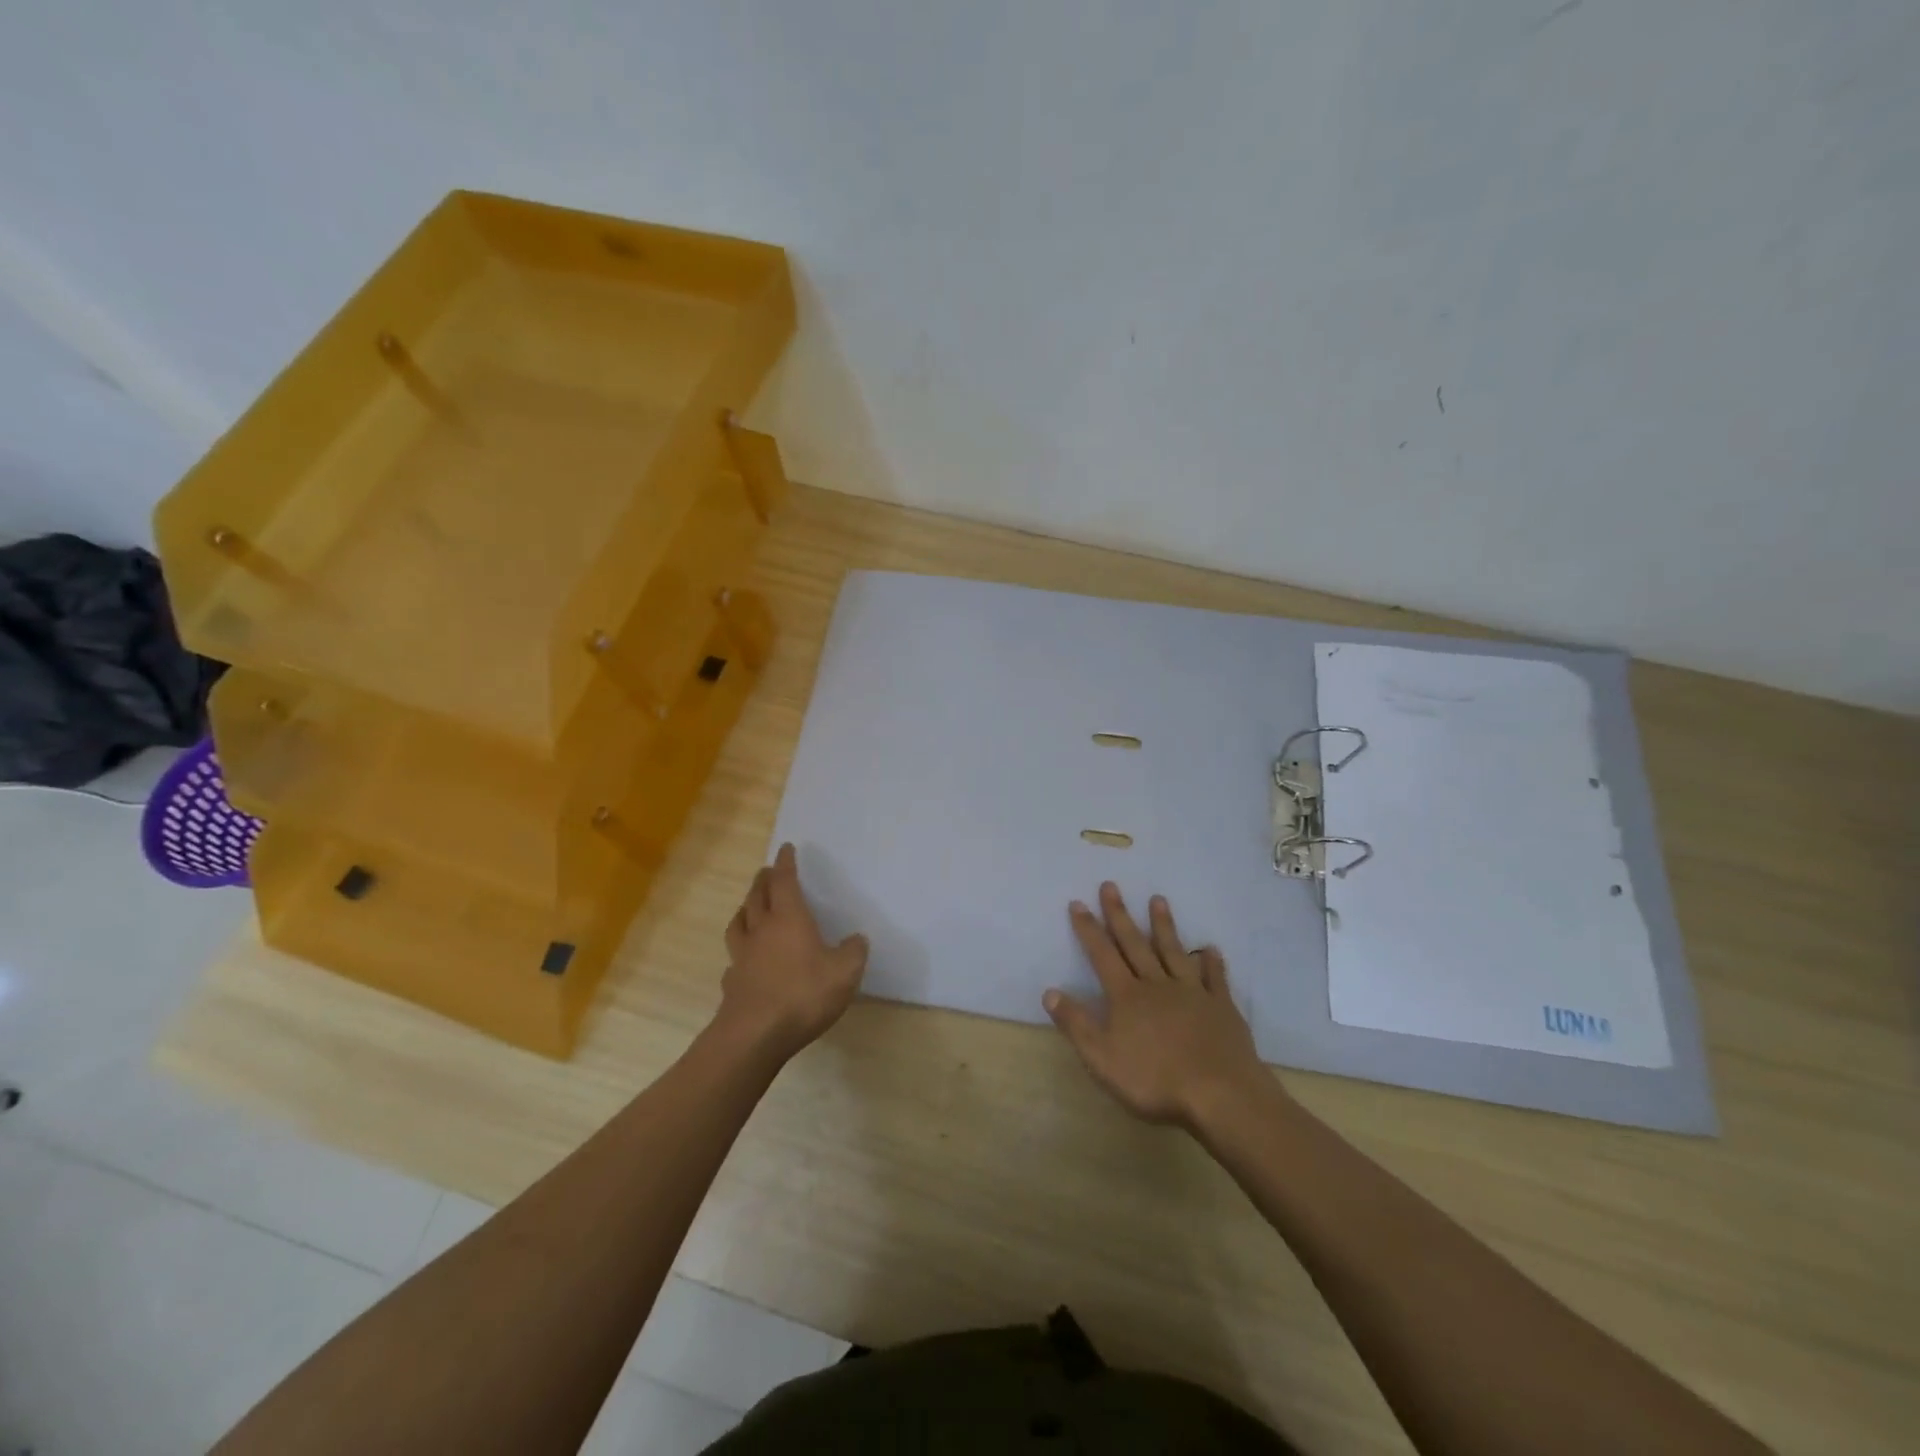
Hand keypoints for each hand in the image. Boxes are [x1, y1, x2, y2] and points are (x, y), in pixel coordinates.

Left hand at [718, 843, 868, 1060]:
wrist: (754, 1035)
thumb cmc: (803, 994)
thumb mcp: (845, 973)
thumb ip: (854, 952)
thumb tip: (857, 939)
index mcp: (789, 919)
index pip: (785, 882)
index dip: (786, 863)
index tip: (786, 848)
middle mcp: (762, 930)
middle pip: (758, 896)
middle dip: (763, 880)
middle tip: (766, 871)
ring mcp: (742, 956)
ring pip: (739, 922)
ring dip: (745, 908)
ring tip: (749, 906)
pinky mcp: (732, 982)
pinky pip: (734, 956)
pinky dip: (740, 948)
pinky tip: (745, 957)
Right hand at [1045, 883, 1269, 1129]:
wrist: (1220, 1094)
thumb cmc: (1155, 1080)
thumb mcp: (1102, 1058)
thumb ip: (1076, 1023)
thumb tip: (1049, 992)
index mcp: (1127, 996)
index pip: (1102, 955)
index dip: (1088, 929)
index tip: (1078, 903)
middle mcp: (1157, 985)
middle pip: (1135, 944)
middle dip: (1120, 914)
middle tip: (1111, 885)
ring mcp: (1192, 993)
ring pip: (1174, 952)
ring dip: (1164, 926)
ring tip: (1158, 899)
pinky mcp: (1221, 1007)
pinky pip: (1214, 978)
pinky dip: (1211, 962)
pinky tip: (1210, 949)